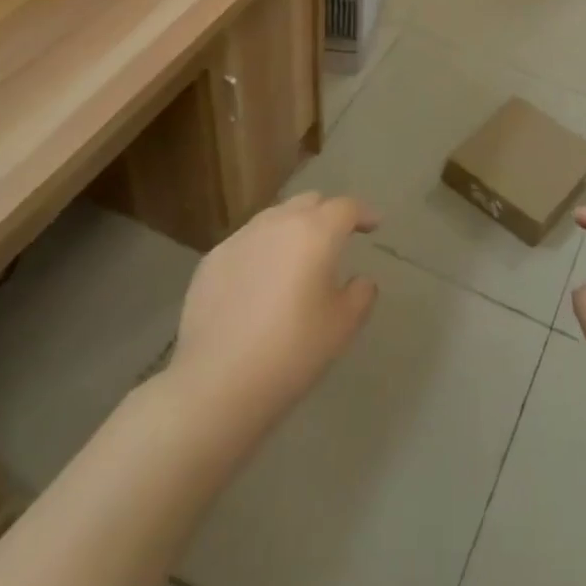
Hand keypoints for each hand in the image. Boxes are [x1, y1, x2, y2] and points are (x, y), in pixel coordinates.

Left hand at [171, 192, 379, 429]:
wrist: (216, 383)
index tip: (373, 225)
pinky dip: (262, 250)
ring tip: (297, 258)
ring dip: (292, 228)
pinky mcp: (212, 260)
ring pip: (274, 218)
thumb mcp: (342, 327)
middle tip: (336, 239)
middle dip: (327, 213)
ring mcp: (239, 239)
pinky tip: (260, 282)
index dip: (363, 213)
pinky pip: (246, 242)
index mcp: (315, 233)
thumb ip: (360, 295)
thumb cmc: (291, 352)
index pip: (346, 207)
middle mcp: (277, 223)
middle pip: (308, 202)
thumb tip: (361, 280)